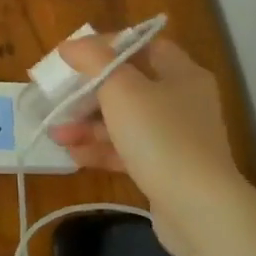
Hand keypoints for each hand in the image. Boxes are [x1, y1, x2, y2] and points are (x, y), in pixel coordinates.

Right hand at [47, 34, 241, 255]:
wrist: (199, 211)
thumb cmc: (160, 137)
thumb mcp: (121, 89)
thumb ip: (93, 60)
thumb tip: (71, 45)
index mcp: (182, 74)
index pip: (143, 46)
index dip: (108, 47)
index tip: (75, 57)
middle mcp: (183, 102)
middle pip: (129, 86)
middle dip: (89, 93)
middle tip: (59, 99)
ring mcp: (176, 139)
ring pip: (125, 122)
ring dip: (89, 125)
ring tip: (56, 133)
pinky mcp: (166, 170)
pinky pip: (128, 151)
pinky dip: (101, 150)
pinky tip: (73, 154)